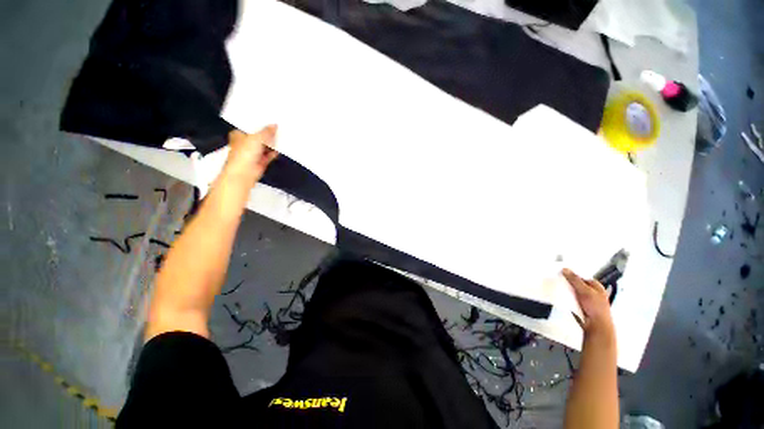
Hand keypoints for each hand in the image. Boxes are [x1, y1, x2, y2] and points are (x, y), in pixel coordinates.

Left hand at [222, 126, 277, 187]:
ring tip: (279, 138)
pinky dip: (274, 153)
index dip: (259, 124)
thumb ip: (266, 131)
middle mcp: (245, 144)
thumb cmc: (242, 156)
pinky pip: (269, 155)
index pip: (250, 126)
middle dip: (267, 134)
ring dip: (271, 144)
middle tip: (277, 129)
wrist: (244, 173)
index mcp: (238, 135)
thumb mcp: (256, 138)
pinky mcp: (260, 161)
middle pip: (259, 137)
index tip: (269, 121)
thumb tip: (273, 126)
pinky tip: (279, 149)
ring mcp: (253, 153)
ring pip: (264, 146)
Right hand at [562, 268, 613, 337]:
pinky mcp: (580, 306)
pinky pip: (570, 298)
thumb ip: (575, 280)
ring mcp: (585, 299)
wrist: (596, 326)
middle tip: (555, 278)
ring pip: (572, 291)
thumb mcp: (585, 291)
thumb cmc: (595, 308)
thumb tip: (565, 269)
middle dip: (567, 282)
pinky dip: (565, 296)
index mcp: (596, 286)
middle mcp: (591, 291)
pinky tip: (558, 295)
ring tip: (555, 285)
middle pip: (576, 283)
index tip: (560, 272)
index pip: (581, 276)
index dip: (571, 274)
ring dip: (565, 289)